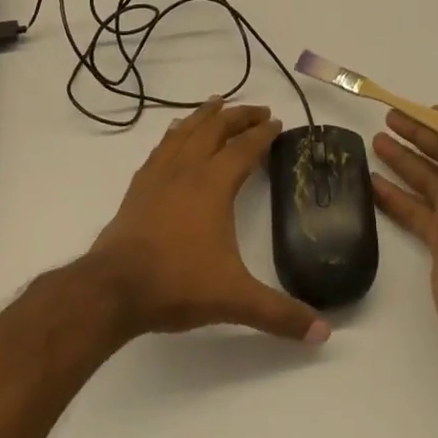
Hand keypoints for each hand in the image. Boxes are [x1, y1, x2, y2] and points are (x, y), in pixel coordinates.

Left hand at [87, 99, 330, 343]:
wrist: (114, 288)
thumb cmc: (177, 284)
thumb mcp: (235, 299)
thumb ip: (279, 314)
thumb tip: (324, 334)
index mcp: (213, 185)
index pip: (244, 149)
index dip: (262, 134)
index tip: (276, 122)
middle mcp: (187, 171)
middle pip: (215, 129)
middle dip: (238, 116)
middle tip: (257, 109)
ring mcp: (158, 176)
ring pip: (185, 132)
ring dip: (204, 115)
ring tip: (216, 103)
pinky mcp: (138, 188)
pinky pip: (161, 148)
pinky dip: (174, 134)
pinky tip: (175, 135)